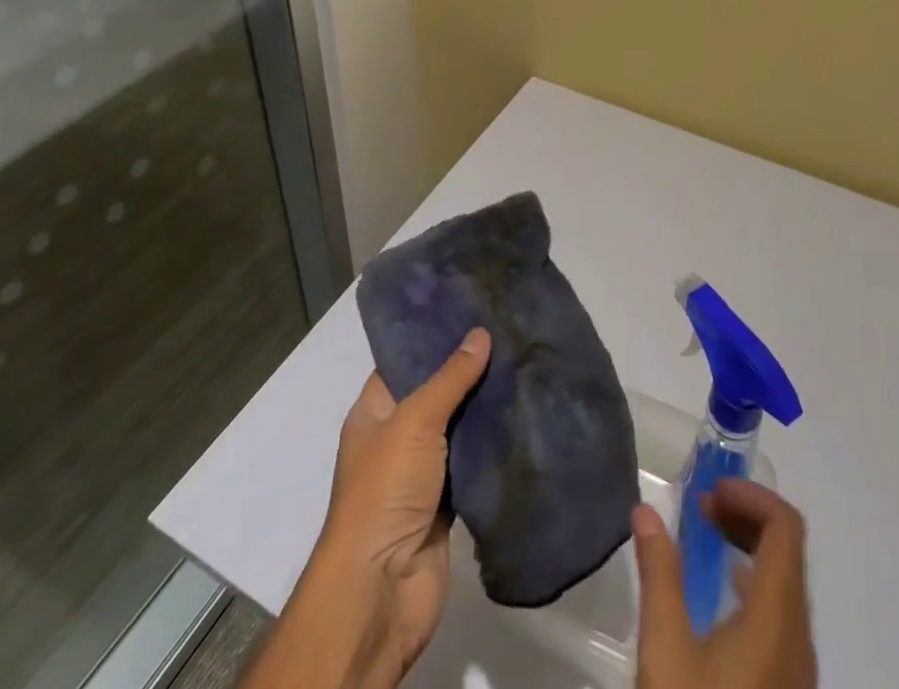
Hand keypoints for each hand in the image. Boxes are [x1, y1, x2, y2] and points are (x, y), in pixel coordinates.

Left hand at [314, 327, 491, 683]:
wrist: (381, 590)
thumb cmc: (384, 491)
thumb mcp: (414, 421)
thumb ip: (450, 378)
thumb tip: (481, 333)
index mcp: (375, 412)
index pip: (404, 360)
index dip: (434, 335)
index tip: (472, 307)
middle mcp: (396, 436)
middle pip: (436, 392)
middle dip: (468, 369)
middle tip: (509, 331)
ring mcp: (422, 472)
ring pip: (458, 428)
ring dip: (485, 407)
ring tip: (524, 363)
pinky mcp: (448, 502)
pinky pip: (473, 463)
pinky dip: (493, 446)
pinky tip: (524, 415)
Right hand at [632, 479, 817, 688]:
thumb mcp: (666, 651)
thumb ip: (659, 573)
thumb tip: (646, 510)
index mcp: (777, 619)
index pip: (786, 528)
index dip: (751, 495)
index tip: (709, 491)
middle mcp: (798, 639)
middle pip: (788, 552)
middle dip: (747, 515)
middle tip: (702, 509)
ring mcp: (798, 671)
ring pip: (786, 584)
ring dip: (750, 548)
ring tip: (707, 539)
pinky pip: (781, 616)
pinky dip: (754, 583)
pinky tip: (721, 596)